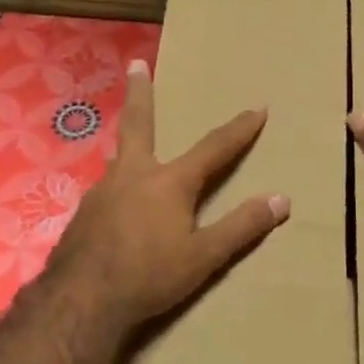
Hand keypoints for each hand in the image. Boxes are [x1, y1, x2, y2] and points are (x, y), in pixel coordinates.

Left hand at [51, 59, 290, 327]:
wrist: (81, 300)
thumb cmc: (149, 276)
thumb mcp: (204, 256)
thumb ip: (241, 227)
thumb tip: (281, 200)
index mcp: (169, 182)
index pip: (213, 149)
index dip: (239, 130)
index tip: (258, 108)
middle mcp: (133, 175)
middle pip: (139, 124)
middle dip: (141, 93)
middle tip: (135, 64)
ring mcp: (102, 191)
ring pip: (120, 158)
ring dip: (130, 144)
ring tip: (135, 148)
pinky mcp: (83, 213)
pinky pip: (107, 189)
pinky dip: (118, 186)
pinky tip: (117, 205)